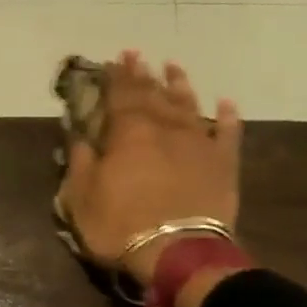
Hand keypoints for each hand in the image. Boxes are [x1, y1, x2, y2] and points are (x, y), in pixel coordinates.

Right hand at [58, 52, 242, 287]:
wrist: (178, 251)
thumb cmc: (121, 225)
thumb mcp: (81, 198)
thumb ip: (80, 163)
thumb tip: (80, 137)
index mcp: (128, 132)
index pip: (119, 95)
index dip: (115, 77)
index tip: (112, 60)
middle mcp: (165, 127)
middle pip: (152, 94)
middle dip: (142, 74)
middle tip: (136, 55)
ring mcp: (198, 142)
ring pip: (188, 104)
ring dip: (180, 85)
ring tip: (173, 67)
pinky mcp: (223, 163)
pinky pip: (227, 133)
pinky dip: (226, 117)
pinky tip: (226, 104)